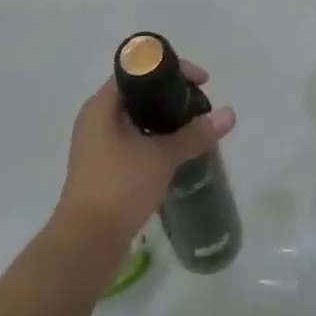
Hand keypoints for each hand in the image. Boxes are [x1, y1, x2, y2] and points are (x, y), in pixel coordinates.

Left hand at [53, 64, 234, 252]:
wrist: (85, 245)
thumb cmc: (119, 188)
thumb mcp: (161, 156)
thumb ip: (195, 134)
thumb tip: (229, 114)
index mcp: (101, 106)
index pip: (137, 70)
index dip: (171, 69)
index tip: (201, 81)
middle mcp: (96, 120)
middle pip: (139, 94)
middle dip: (172, 96)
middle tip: (201, 105)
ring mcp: (98, 146)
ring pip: (138, 120)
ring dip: (166, 121)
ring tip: (195, 128)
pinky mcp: (104, 169)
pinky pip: (135, 142)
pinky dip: (156, 141)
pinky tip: (178, 153)